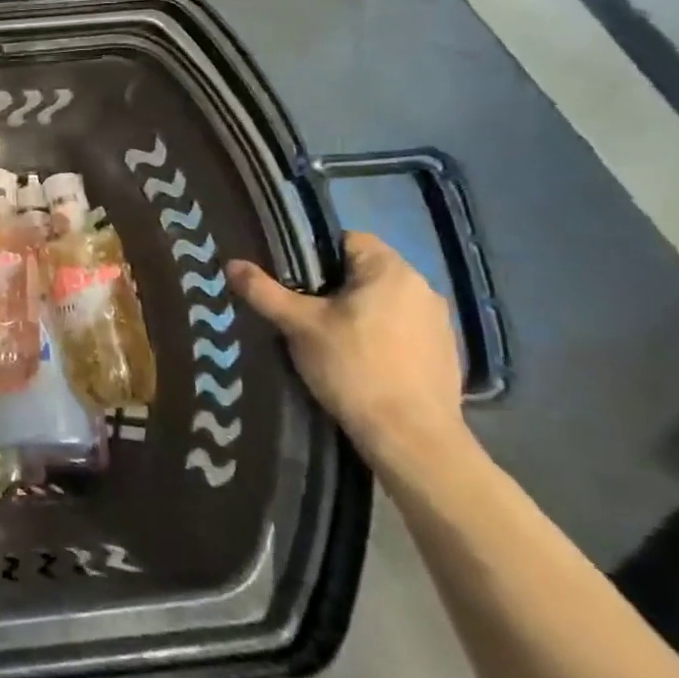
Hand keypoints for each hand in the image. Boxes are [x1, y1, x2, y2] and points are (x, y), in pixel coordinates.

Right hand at [227, 233, 468, 470]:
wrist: (411, 438)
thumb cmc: (353, 368)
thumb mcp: (298, 326)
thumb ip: (264, 291)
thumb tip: (231, 263)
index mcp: (391, 270)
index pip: (347, 239)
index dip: (314, 254)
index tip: (293, 280)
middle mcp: (423, 287)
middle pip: (365, 271)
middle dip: (334, 286)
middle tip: (303, 312)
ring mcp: (440, 322)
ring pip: (385, 301)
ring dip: (359, 311)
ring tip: (329, 339)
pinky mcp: (446, 353)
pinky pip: (403, 328)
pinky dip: (381, 336)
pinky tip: (362, 362)